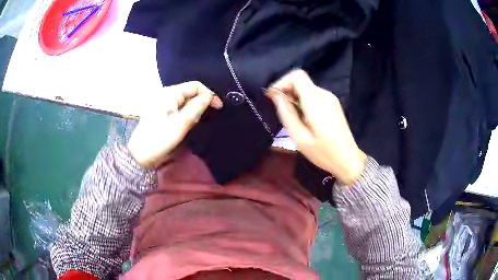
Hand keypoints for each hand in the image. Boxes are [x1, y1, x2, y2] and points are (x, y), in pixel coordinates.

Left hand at [127, 81, 222, 168]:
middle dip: (201, 103)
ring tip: (192, 125)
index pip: (195, 86)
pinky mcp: (163, 112)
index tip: (219, 108)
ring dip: (193, 111)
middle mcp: (167, 94)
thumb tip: (209, 96)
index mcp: (170, 93)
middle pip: (190, 92)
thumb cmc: (159, 139)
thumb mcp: (180, 124)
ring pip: (186, 101)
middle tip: (203, 120)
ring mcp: (164, 103)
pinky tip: (185, 126)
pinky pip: (180, 108)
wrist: (140, 155)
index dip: (209, 94)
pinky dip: (186, 115)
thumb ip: (195, 108)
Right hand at [267, 70, 365, 184]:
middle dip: (286, 91)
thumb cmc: (324, 153)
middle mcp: (324, 94)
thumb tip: (276, 95)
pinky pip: (313, 95)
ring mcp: (330, 98)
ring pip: (306, 88)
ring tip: (292, 118)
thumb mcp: (299, 137)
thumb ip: (286, 113)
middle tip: (279, 110)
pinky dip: (303, 101)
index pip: (297, 75)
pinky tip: (303, 118)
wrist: (348, 159)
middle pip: (301, 81)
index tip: (273, 97)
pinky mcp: (332, 103)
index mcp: (316, 101)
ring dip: (294, 97)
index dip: (282, 82)